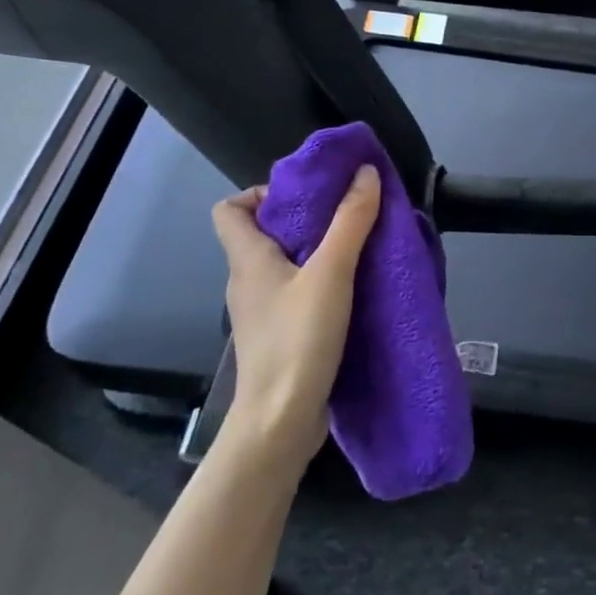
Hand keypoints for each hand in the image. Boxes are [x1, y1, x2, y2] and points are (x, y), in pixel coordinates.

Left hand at [210, 165, 380, 463]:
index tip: (305, 197)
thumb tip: (365, 171)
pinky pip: (296, 294)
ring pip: (284, 265)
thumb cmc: (297, 340)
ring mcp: (262, 312)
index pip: (229, 209)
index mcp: (247, 259)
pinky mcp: (279, 337)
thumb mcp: (331, 274)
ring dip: (317, 252)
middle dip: (304, 219)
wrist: (281, 423)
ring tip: (358, 248)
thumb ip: (350, 222)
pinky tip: (354, 290)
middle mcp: (247, 282)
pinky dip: (321, 284)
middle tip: (345, 216)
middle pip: (263, 234)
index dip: (260, 194)